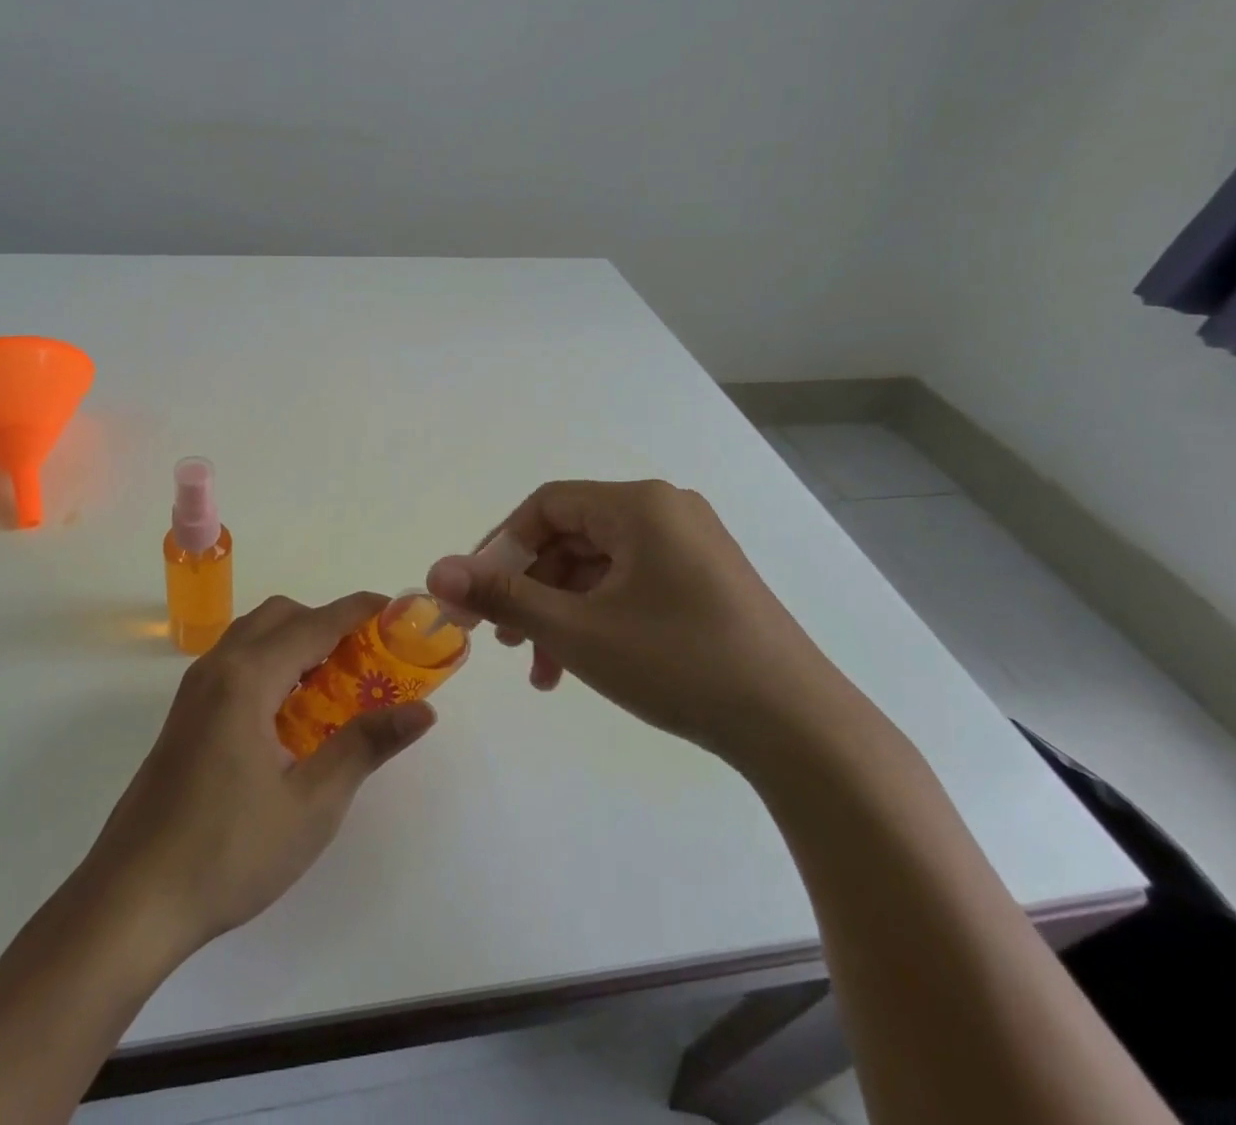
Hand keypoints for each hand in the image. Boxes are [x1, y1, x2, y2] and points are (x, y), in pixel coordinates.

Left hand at [77, 593, 435, 954]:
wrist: (132, 900)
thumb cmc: (228, 852)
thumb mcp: (312, 804)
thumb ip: (366, 745)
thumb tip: (422, 711)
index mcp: (247, 678)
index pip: (315, 623)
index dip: (359, 611)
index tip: (398, 610)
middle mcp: (217, 667)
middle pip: (280, 616)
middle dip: (327, 622)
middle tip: (369, 657)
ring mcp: (194, 689)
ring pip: (254, 635)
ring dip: (297, 640)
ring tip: (336, 681)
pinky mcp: (185, 714)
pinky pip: (236, 661)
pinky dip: (272, 661)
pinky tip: (291, 711)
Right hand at [426, 480, 856, 767]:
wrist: (801, 731)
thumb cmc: (679, 664)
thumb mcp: (578, 631)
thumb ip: (502, 596)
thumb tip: (434, 572)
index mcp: (639, 504)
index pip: (546, 506)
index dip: (500, 547)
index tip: (475, 597)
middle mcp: (666, 512)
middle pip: (570, 538)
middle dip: (529, 589)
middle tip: (500, 639)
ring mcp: (690, 547)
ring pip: (598, 568)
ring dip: (559, 613)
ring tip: (540, 670)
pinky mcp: (704, 583)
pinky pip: (629, 586)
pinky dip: (596, 619)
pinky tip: (579, 666)